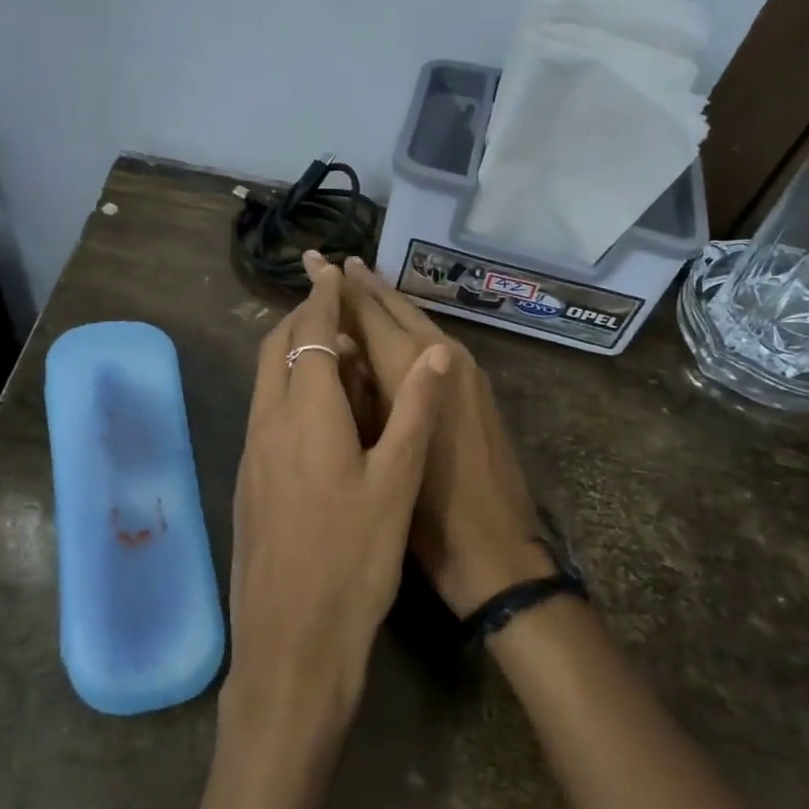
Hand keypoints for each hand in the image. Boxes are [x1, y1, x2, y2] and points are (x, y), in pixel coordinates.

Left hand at [227, 251, 450, 738]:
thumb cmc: (353, 560)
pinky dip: (285, 385)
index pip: (311, 335)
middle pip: (276, 349)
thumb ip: (414, 413)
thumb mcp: (396, 485)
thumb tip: (437, 354)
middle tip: (331, 300)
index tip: (330, 268)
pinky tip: (312, 407)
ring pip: (265, 380)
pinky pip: (264, 410)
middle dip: (300, 316)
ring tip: (327, 345)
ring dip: (291, 350)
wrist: (291, 641)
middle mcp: (268, 423)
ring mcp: (251, 453)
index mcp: (305, 415)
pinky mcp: (247, 480)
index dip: (323, 298)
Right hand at [338, 257, 554, 617]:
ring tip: (357, 285)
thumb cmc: (425, 510)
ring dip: (386, 303)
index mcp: (415, 366)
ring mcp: (467, 369)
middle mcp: (445, 354)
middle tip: (333, 262)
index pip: (368, 312)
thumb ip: (358, 391)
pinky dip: (407, 328)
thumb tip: (339, 348)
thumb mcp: (379, 448)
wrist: (494, 547)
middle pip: (396, 308)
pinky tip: (391, 331)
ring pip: (418, 321)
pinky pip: (434, 342)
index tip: (313, 261)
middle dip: (363, 285)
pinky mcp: (477, 387)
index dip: (337, 287)